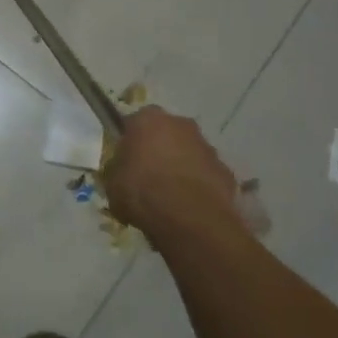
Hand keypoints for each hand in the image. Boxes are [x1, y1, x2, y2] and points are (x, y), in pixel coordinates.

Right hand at [103, 106, 237, 232]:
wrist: (189, 218)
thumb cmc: (142, 192)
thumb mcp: (112, 183)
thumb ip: (117, 171)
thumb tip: (122, 173)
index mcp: (148, 119)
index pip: (134, 123)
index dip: (129, 142)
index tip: (125, 161)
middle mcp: (180, 124)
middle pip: (165, 134)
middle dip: (158, 150)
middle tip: (147, 177)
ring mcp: (207, 146)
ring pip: (188, 152)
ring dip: (180, 167)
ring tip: (169, 197)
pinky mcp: (225, 170)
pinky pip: (205, 174)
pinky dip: (197, 185)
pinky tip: (188, 207)